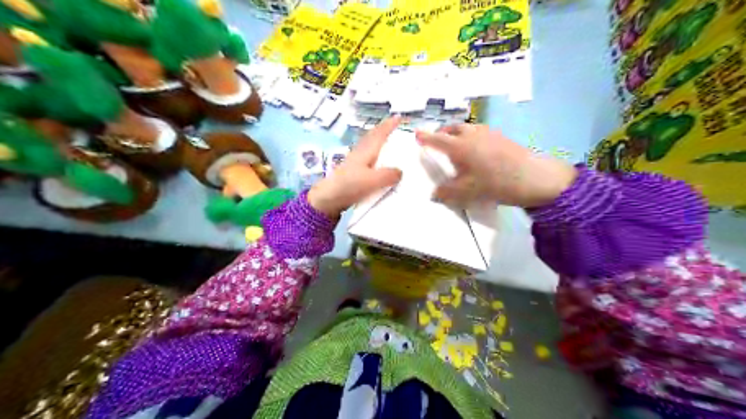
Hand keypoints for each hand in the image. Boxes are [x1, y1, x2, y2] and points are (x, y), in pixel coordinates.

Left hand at [307, 116, 405, 217]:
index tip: (399, 116)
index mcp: (366, 151)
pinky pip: (367, 157)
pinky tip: (376, 162)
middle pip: (372, 137)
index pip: (380, 134)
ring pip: (369, 146)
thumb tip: (400, 172)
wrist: (327, 198)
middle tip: (393, 126)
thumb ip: (388, 175)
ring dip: (378, 141)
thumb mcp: (372, 180)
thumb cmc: (349, 185)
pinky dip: (374, 154)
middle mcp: (360, 153)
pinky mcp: (352, 172)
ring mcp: (354, 162)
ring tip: (388, 142)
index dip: (389, 125)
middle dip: (383, 130)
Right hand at [413, 125, 575, 209]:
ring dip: (458, 133)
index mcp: (460, 146)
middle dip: (442, 132)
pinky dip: (472, 137)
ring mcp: (489, 133)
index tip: (416, 135)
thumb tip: (434, 194)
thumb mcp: (468, 192)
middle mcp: (473, 135)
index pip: (437, 140)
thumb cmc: (496, 183)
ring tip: (456, 145)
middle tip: (437, 140)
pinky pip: (480, 132)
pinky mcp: (502, 137)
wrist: (534, 177)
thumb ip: (448, 193)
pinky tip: (477, 150)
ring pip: (468, 128)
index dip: (425, 138)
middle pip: (453, 128)